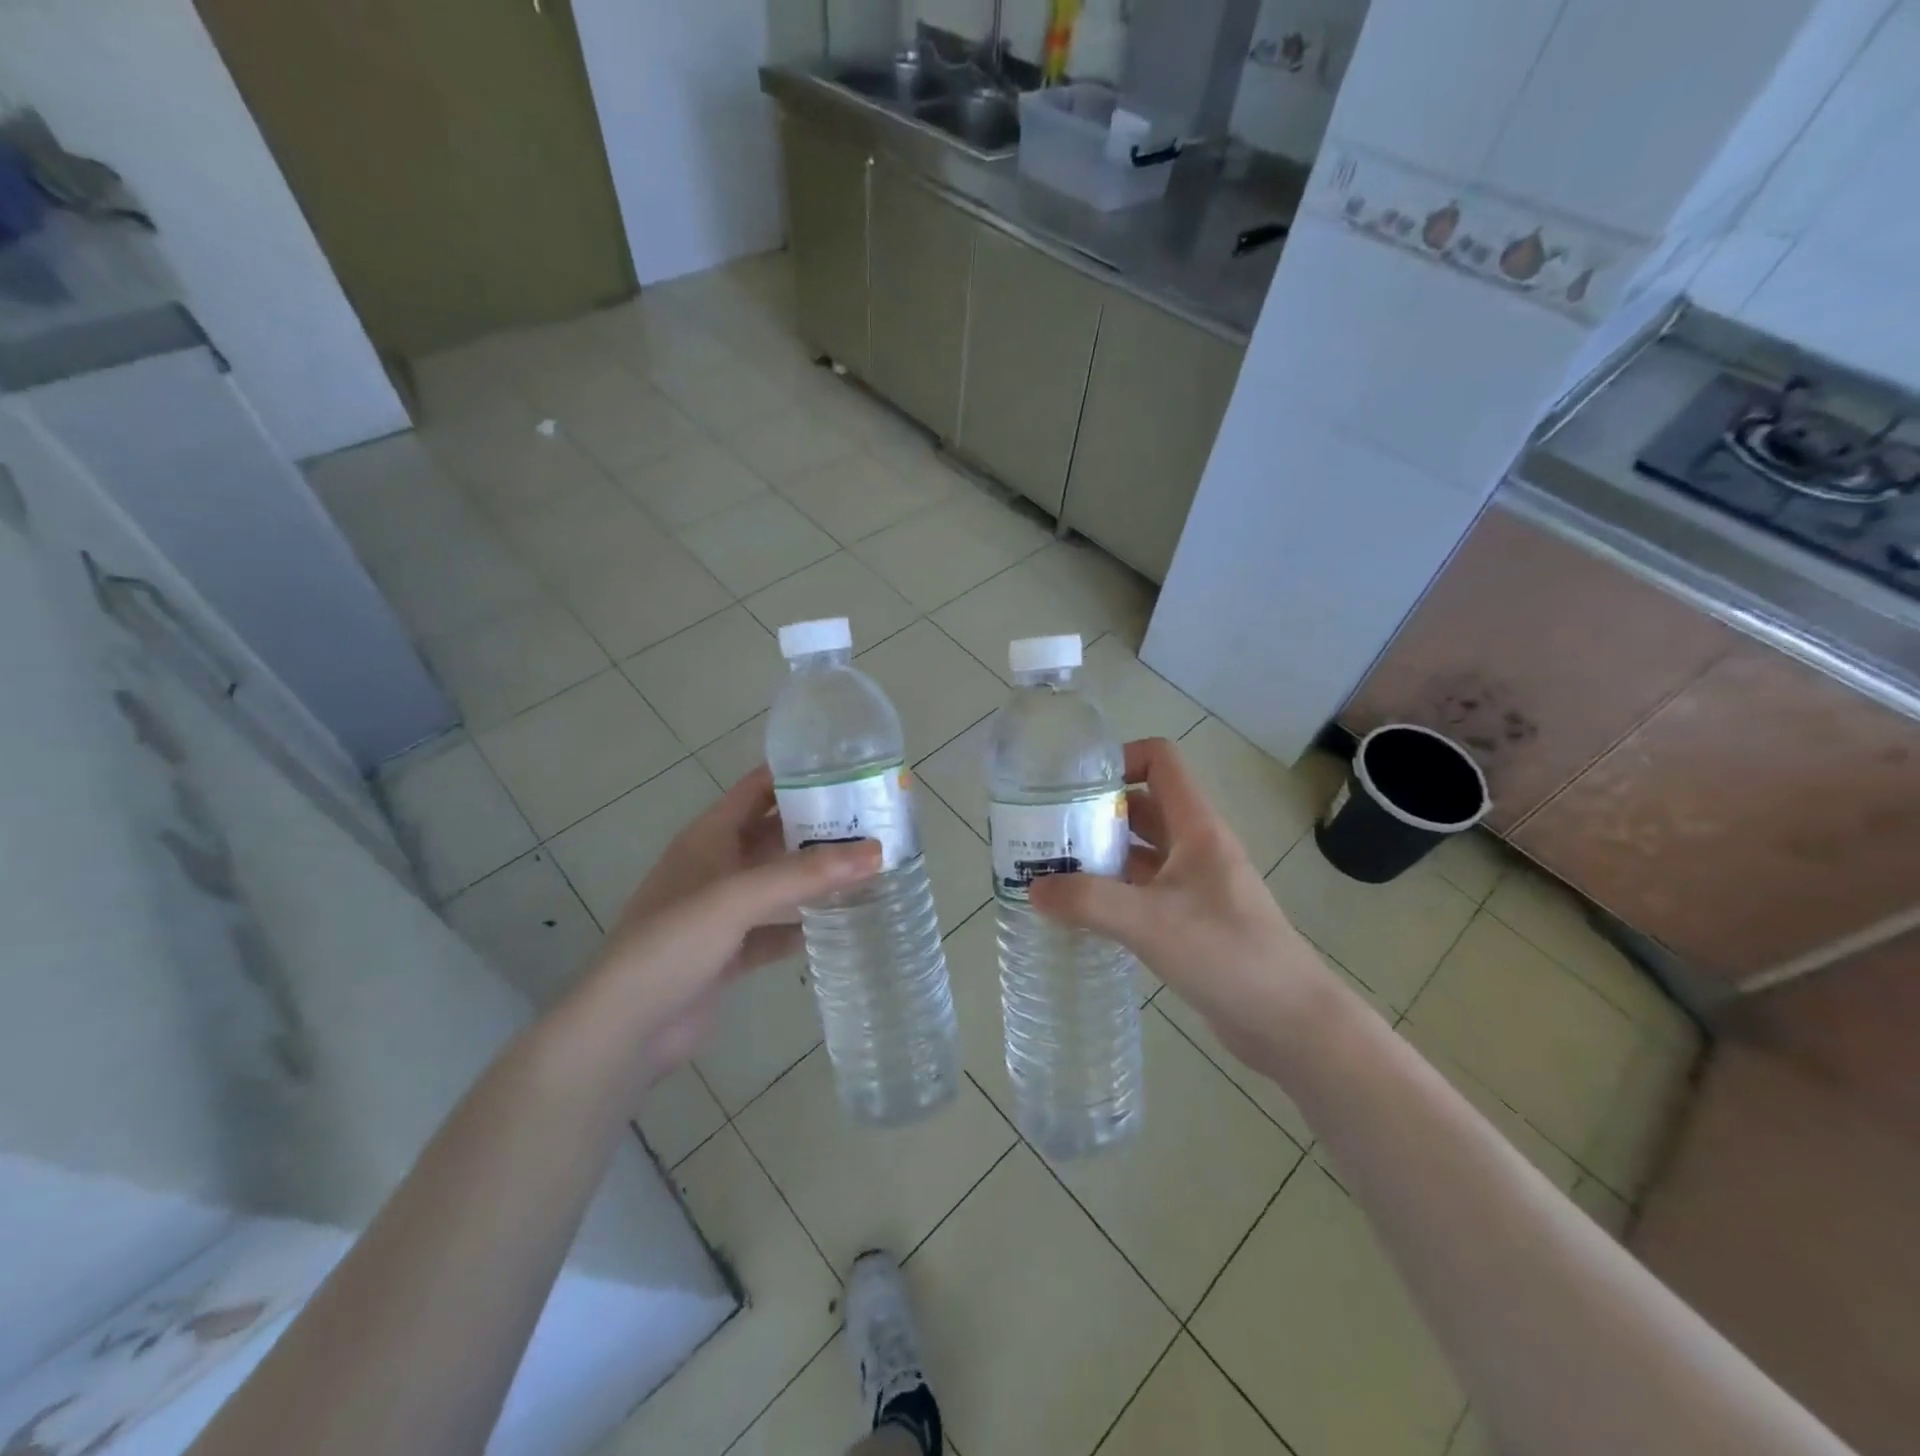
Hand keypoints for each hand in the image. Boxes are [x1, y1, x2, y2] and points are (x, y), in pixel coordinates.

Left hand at [581, 766, 878, 1082]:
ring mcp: (724, 912)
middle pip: (776, 834)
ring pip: (780, 883)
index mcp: (709, 837)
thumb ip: (805, 874)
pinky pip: (777, 928)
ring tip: (873, 867)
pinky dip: (806, 924)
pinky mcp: (732, 951)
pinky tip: (844, 921)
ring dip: (817, 876)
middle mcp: (717, 866)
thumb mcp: (737, 898)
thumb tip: (878, 851)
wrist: (626, 1029)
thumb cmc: (673, 944)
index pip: (758, 789)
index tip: (851, 771)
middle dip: (820, 827)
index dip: (798, 775)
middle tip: (877, 822)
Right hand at [1028, 738, 1336, 1063]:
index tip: (1073, 785)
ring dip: (1100, 855)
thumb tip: (1033, 889)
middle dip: (1094, 813)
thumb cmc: (1227, 954)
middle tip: (1047, 833)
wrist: (1289, 1023)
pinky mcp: (1191, 921)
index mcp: (1196, 828)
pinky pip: (1143, 892)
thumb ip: (1088, 902)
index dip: (1119, 759)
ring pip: (1139, 853)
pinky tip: (1080, 913)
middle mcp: (1195, 847)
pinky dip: (1112, 893)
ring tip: (1051, 871)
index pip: (1160, 761)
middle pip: (1141, 807)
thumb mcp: (1150, 922)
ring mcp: (1195, 885)